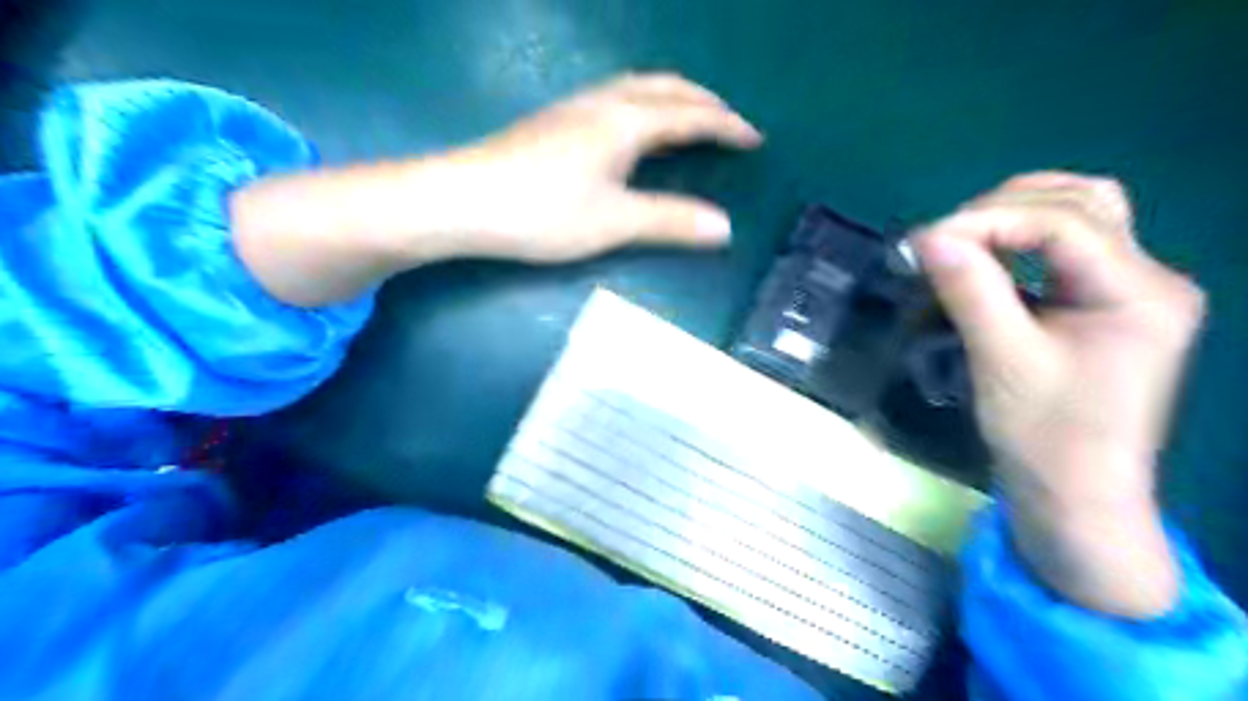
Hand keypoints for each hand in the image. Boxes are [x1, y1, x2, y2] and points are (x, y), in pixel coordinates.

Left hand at [233, 71, 761, 306]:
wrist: (461, 201)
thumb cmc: (541, 212)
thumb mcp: (614, 222)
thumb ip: (670, 221)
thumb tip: (726, 228)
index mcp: (625, 122)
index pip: (690, 115)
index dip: (726, 126)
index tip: (754, 138)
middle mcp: (602, 103)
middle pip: (664, 87)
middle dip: (703, 101)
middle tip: (728, 122)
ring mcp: (573, 109)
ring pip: (636, 88)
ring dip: (671, 98)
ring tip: (689, 121)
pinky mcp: (553, 122)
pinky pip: (615, 100)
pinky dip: (643, 107)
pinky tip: (633, 128)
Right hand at [915, 172, 1204, 617]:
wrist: (1076, 494)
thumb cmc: (1046, 437)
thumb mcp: (1003, 361)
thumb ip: (970, 291)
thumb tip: (927, 237)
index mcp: (1141, 292)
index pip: (1064, 223)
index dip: (987, 221)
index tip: (924, 242)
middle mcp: (1150, 277)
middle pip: (1082, 201)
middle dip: (1002, 208)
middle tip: (943, 239)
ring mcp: (1131, 288)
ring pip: (1079, 213)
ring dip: (1015, 214)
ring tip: (961, 239)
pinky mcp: (1105, 302)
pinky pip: (1066, 246)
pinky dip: (1020, 238)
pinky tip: (986, 255)